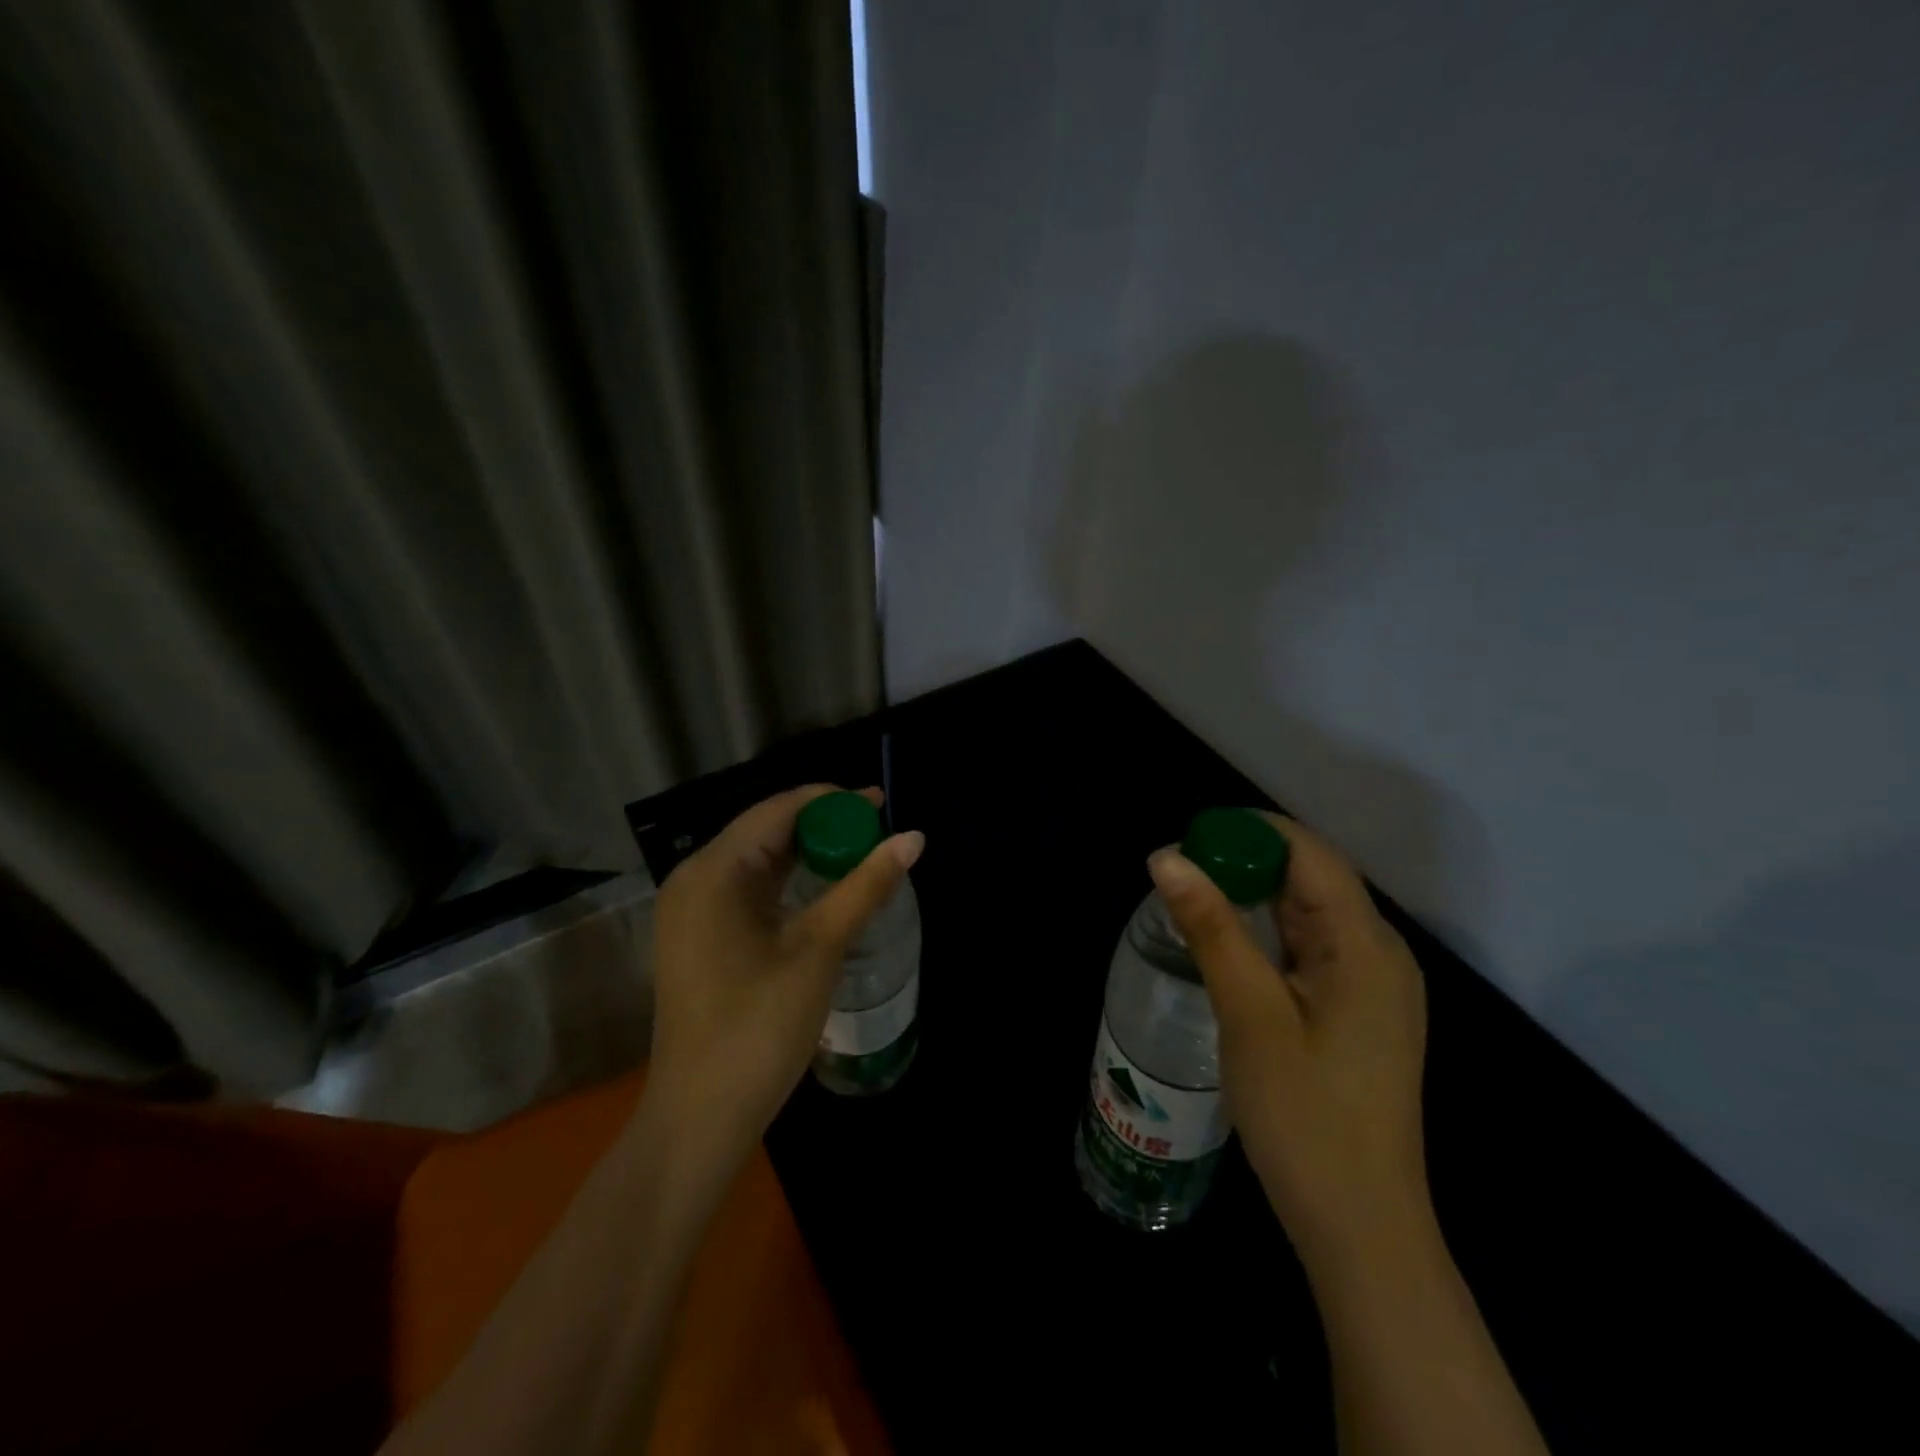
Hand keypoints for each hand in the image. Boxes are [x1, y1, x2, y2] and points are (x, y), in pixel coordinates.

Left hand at [647, 785, 924, 1159]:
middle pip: (766, 830)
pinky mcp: (700, 936)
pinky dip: (789, 882)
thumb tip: (913, 837)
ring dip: (808, 854)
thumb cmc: (759, 1027)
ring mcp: (693, 910)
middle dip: (823, 826)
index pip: (778, 810)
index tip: (881, 804)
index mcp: (713, 871)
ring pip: (759, 861)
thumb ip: (866, 886)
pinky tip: (824, 889)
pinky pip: (749, 890)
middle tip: (879, 831)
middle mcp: (695, 878)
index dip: (832, 801)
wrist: (700, 1118)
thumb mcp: (819, 949)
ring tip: (862, 854)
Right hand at [1148, 815, 1429, 1268]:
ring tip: (1191, 897)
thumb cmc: (1305, 1117)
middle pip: (1310, 878)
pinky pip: (1309, 948)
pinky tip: (1226, 943)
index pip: (1309, 853)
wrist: (1360, 1228)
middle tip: (1176, 870)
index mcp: (1365, 945)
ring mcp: (1372, 985)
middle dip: (1244, 861)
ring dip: (1252, 897)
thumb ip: (1211, 928)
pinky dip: (1266, 933)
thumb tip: (1167, 856)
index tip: (1187, 837)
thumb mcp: (1249, 1013)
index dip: (1248, 832)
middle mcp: (1379, 953)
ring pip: (1308, 913)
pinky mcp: (1357, 1011)